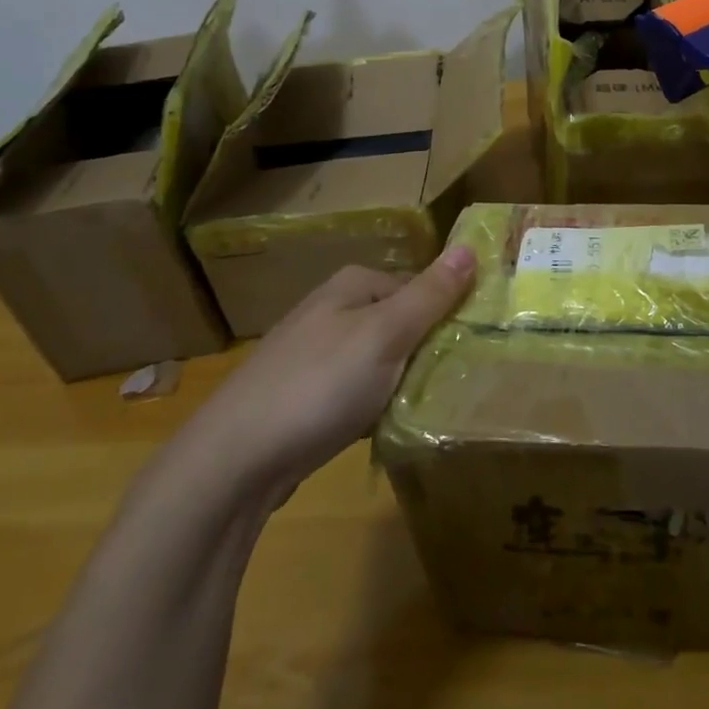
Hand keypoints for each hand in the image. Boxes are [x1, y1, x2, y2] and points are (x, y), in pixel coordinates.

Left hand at [172, 248, 476, 506]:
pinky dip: (375, 405)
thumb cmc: (319, 385)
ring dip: (403, 381)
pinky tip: (385, 427)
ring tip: (428, 407)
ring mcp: (314, 354)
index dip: (448, 313)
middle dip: (426, 350)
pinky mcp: (304, 396)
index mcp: (352, 285)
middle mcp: (332, 310)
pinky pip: (357, 391)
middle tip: (456, 381)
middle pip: (400, 323)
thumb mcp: (386, 335)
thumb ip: (430, 294)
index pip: (420, 287)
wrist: (234, 462)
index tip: (474, 347)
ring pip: (381, 360)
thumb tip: (471, 246)